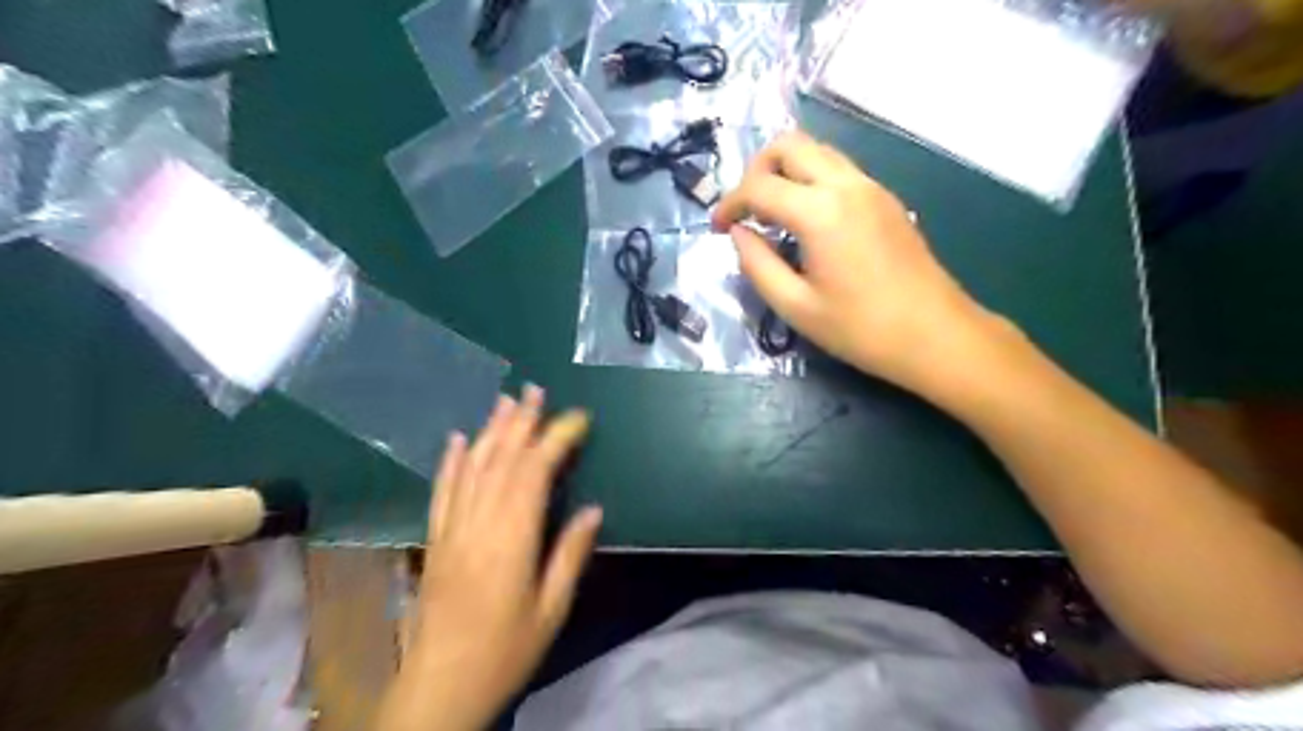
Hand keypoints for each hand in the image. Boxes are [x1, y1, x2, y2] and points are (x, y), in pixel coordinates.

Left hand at [374, 385, 602, 729]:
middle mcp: (479, 523)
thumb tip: (592, 509)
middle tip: (537, 390)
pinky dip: (450, 461)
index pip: (535, 471)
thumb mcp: (551, 609)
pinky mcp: (435, 539)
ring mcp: (452, 528)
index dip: (557, 438)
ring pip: (471, 467)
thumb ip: (571, 554)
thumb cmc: (505, 650)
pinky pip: (442, 490)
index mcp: (512, 538)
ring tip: (506, 401)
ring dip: (490, 430)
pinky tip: (456, 439)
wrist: (440, 686)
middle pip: (501, 459)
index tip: (578, 420)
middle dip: (522, 421)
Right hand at [713, 132, 1000, 392]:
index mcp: (821, 212)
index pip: (759, 187)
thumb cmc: (862, 330)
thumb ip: (757, 265)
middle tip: (746, 210)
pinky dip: (810, 180)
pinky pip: (838, 169)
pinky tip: (806, 221)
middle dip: (756, 170)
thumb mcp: (796, 307)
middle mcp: (847, 185)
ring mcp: (871, 187)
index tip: (717, 228)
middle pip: (789, 144)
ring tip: (771, 214)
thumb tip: (739, 233)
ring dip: (785, 171)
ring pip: (817, 151)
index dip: (729, 204)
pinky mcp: (886, 199)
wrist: (937, 335)